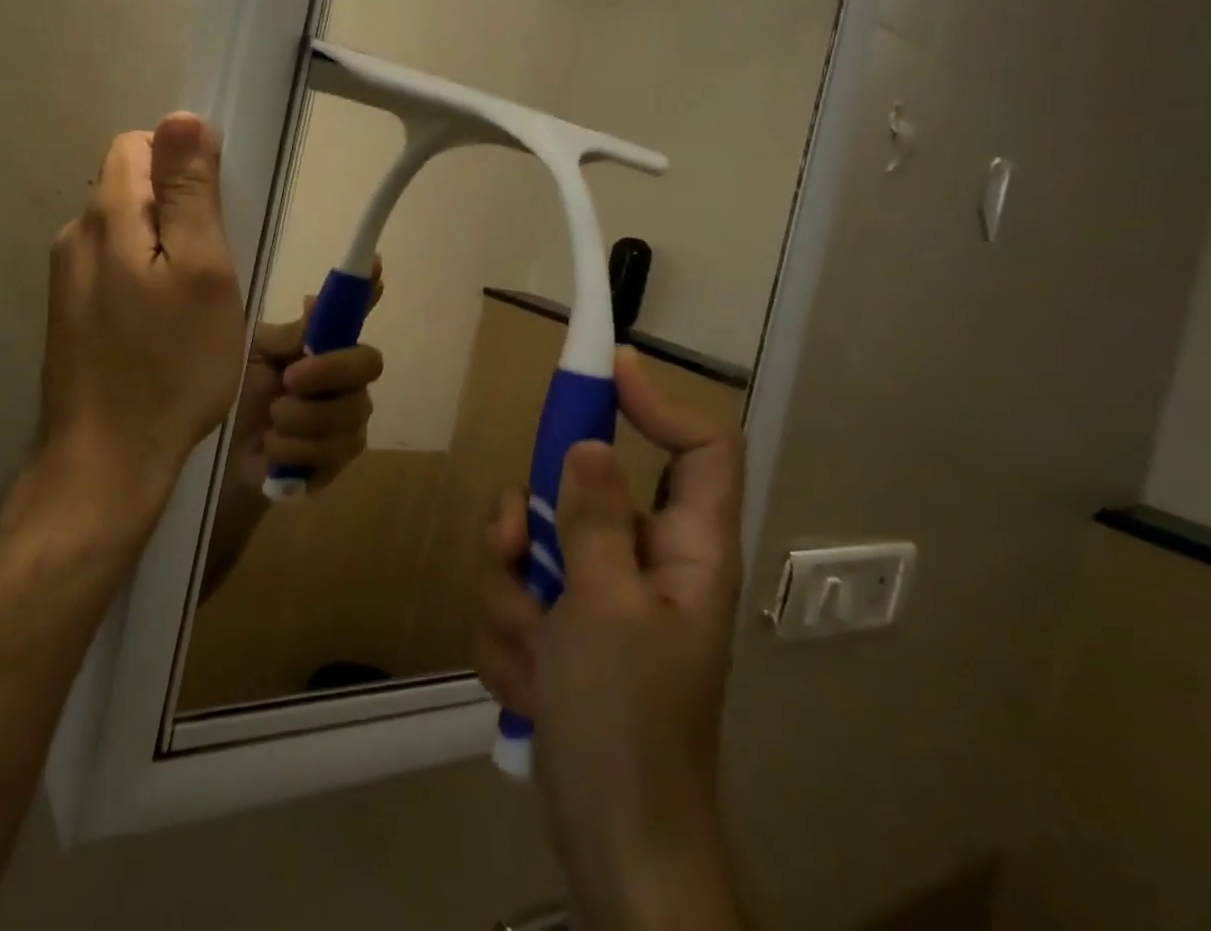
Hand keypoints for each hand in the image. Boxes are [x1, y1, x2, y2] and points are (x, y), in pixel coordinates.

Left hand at [36, 114, 244, 528]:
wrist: (107, 460)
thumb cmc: (172, 365)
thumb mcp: (202, 271)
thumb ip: (189, 191)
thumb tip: (182, 117)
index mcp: (106, 217)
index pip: (139, 145)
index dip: (183, 163)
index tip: (217, 211)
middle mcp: (75, 237)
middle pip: (130, 186)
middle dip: (177, 208)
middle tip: (215, 265)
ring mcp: (67, 279)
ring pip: (126, 231)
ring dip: (164, 246)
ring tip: (195, 300)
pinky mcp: (70, 314)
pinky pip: (115, 268)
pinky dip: (146, 277)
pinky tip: (166, 325)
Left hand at [226, 268, 384, 495]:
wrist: (220, 454)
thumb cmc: (236, 395)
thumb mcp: (253, 358)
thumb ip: (288, 337)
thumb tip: (316, 299)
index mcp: (322, 347)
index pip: (353, 313)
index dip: (367, 289)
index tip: (375, 264)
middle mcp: (344, 380)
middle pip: (369, 364)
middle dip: (330, 371)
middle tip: (290, 379)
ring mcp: (346, 422)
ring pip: (349, 414)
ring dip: (300, 418)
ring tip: (271, 420)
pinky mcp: (336, 461)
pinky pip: (333, 453)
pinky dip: (295, 450)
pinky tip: (273, 447)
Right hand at [476, 347, 745, 929]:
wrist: (610, 842)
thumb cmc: (625, 724)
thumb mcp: (603, 611)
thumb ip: (593, 520)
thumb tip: (588, 443)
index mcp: (686, 550)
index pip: (701, 448)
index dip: (660, 401)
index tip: (605, 369)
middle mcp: (644, 561)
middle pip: (582, 487)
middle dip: (532, 521)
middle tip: (513, 549)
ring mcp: (598, 595)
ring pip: (534, 543)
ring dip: (512, 594)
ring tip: (528, 652)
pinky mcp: (562, 628)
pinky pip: (517, 594)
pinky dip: (509, 634)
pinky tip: (526, 682)